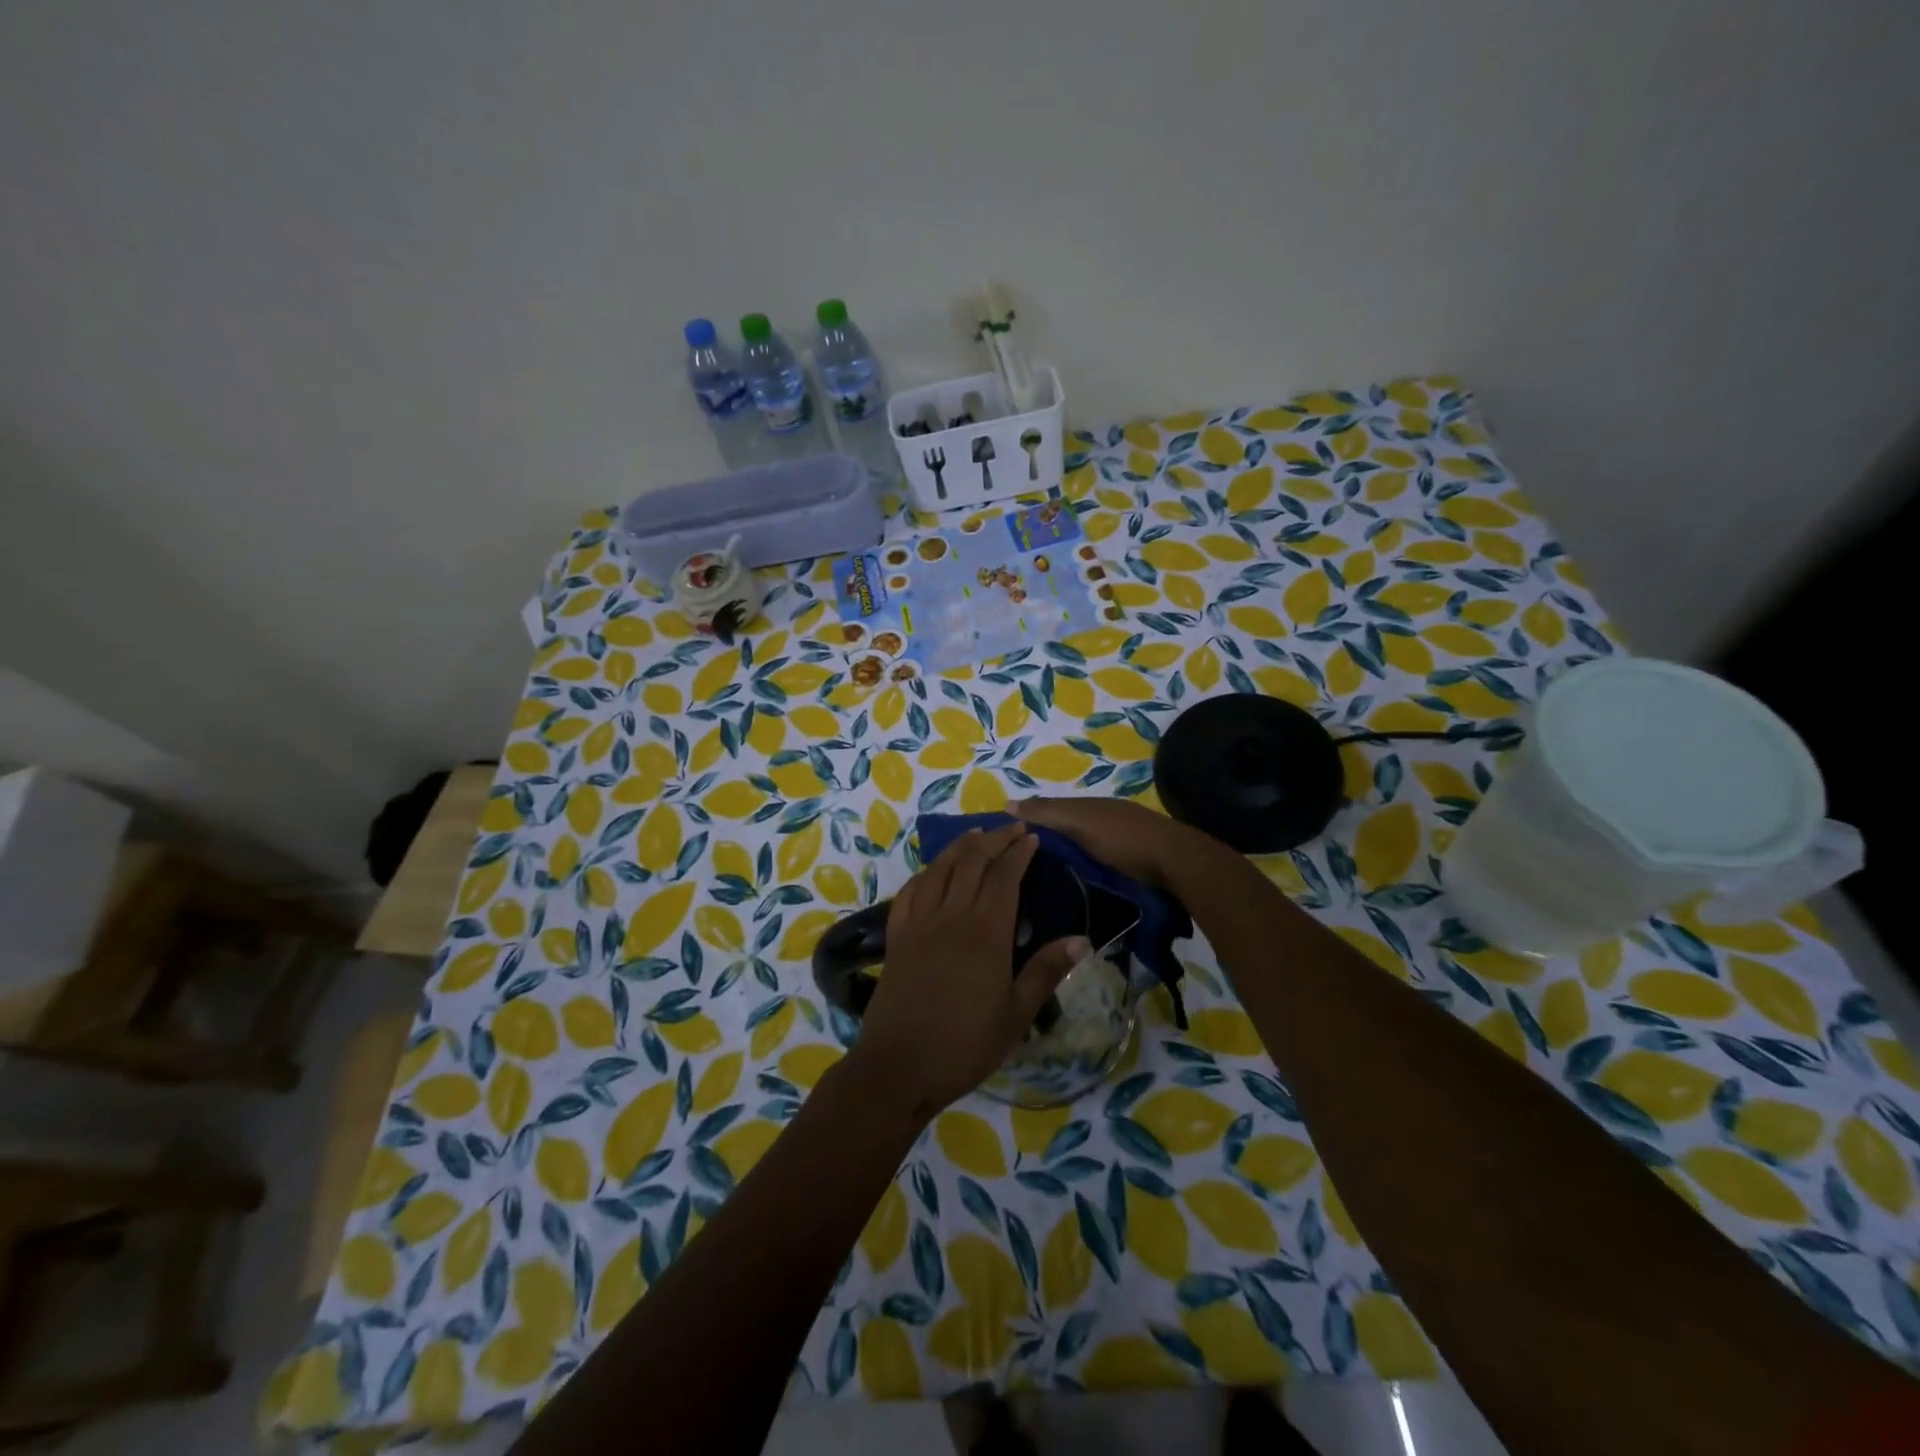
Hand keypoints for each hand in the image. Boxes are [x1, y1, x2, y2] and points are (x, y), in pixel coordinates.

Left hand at [848, 823, 1086, 1121]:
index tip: (1032, 838)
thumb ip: (1045, 971)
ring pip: (940, 869)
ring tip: (976, 835)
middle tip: (1011, 829)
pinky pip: (911, 891)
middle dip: (993, 839)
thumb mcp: (1015, 1015)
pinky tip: (933, 871)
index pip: (1004, 877)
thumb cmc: (965, 1045)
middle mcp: (951, 915)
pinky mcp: (897, 936)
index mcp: (985, 931)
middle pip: (972, 862)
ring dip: (960, 846)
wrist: (898, 1066)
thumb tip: (1082, 939)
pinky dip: (927, 872)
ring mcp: (919, 923)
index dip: (1019, 853)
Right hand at [1012, 795, 1209, 890]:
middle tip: (1019, 865)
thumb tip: (1008, 803)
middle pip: (1068, 829)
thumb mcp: (1081, 822)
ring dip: (1066, 857)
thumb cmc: (1124, 839)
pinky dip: (1084, 868)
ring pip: (1083, 847)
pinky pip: (1098, 863)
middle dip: (1047, 841)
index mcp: (1091, 806)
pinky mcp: (1133, 865)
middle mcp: (1105, 819)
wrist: (1177, 864)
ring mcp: (1121, 842)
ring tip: (1041, 879)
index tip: (1005, 841)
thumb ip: (1047, 813)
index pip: (1051, 810)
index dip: (1029, 821)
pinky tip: (1074, 882)